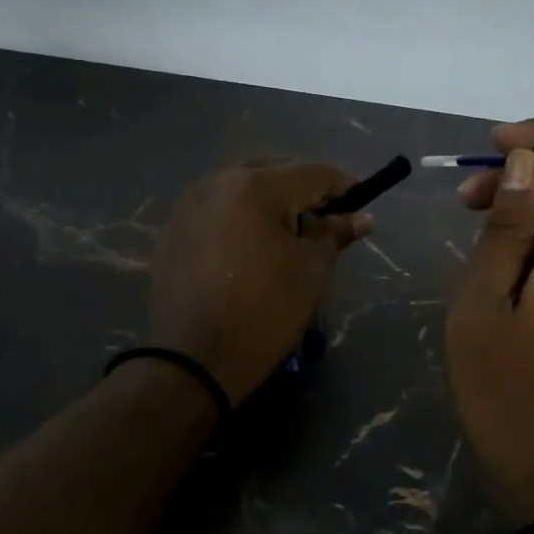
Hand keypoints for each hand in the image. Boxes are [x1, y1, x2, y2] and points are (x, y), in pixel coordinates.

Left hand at [150, 162, 371, 405]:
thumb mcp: (310, 273)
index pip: (313, 173)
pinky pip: (217, 207)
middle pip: (274, 171)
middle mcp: (218, 182)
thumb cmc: (263, 314)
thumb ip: (334, 235)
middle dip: (302, 191)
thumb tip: (361, 218)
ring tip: (286, 237)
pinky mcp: (172, 228)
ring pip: (241, 186)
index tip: (360, 206)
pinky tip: (250, 248)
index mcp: (256, 188)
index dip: (343, 187)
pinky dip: (240, 216)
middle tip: (323, 224)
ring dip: (269, 201)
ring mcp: (189, 203)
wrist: (192, 361)